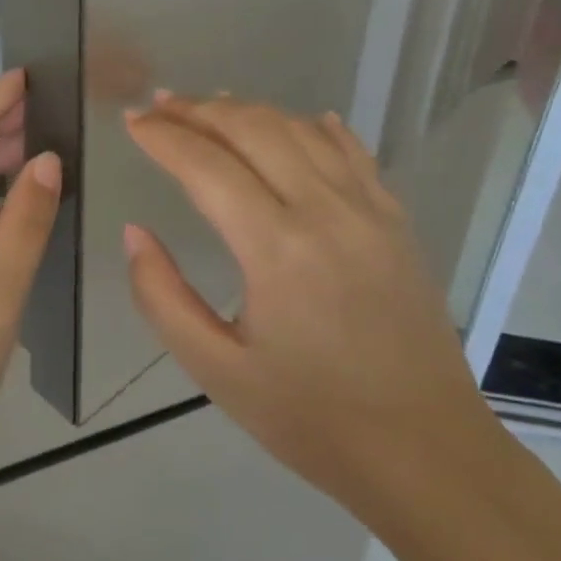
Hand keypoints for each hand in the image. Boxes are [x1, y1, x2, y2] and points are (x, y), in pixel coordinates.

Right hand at [121, 94, 495, 510]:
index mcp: (276, 248)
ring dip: (249, 110)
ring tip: (211, 106)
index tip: (132, 123)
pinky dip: (315, 126)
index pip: (206, 165)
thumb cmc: (313, 418)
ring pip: (300, 129)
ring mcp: (368, 210)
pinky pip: (352, 151)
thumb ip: (162, 296)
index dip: (164, 137)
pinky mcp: (395, 221)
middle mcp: (324, 211)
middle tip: (161, 106)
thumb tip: (135, 233)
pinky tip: (299, 121)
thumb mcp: (216, 370)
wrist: (428, 454)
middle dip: (199, 110)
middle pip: (253, 129)